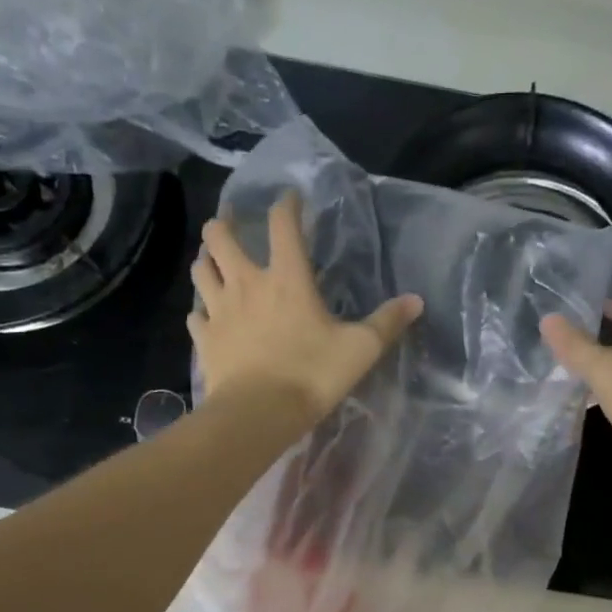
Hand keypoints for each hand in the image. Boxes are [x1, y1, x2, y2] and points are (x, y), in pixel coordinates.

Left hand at [189, 192, 422, 427]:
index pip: (283, 225)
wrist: (259, 413)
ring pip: (201, 271)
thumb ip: (387, 322)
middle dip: (223, 224)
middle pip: (220, 238)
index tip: (290, 198)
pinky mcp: (205, 339)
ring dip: (206, 260)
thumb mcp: (361, 349)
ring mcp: (219, 311)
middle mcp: (247, 284)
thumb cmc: (312, 375)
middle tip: (230, 222)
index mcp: (287, 278)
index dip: (286, 205)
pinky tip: (206, 315)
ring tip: (213, 260)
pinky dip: (200, 310)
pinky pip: (195, 316)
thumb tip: (416, 300)